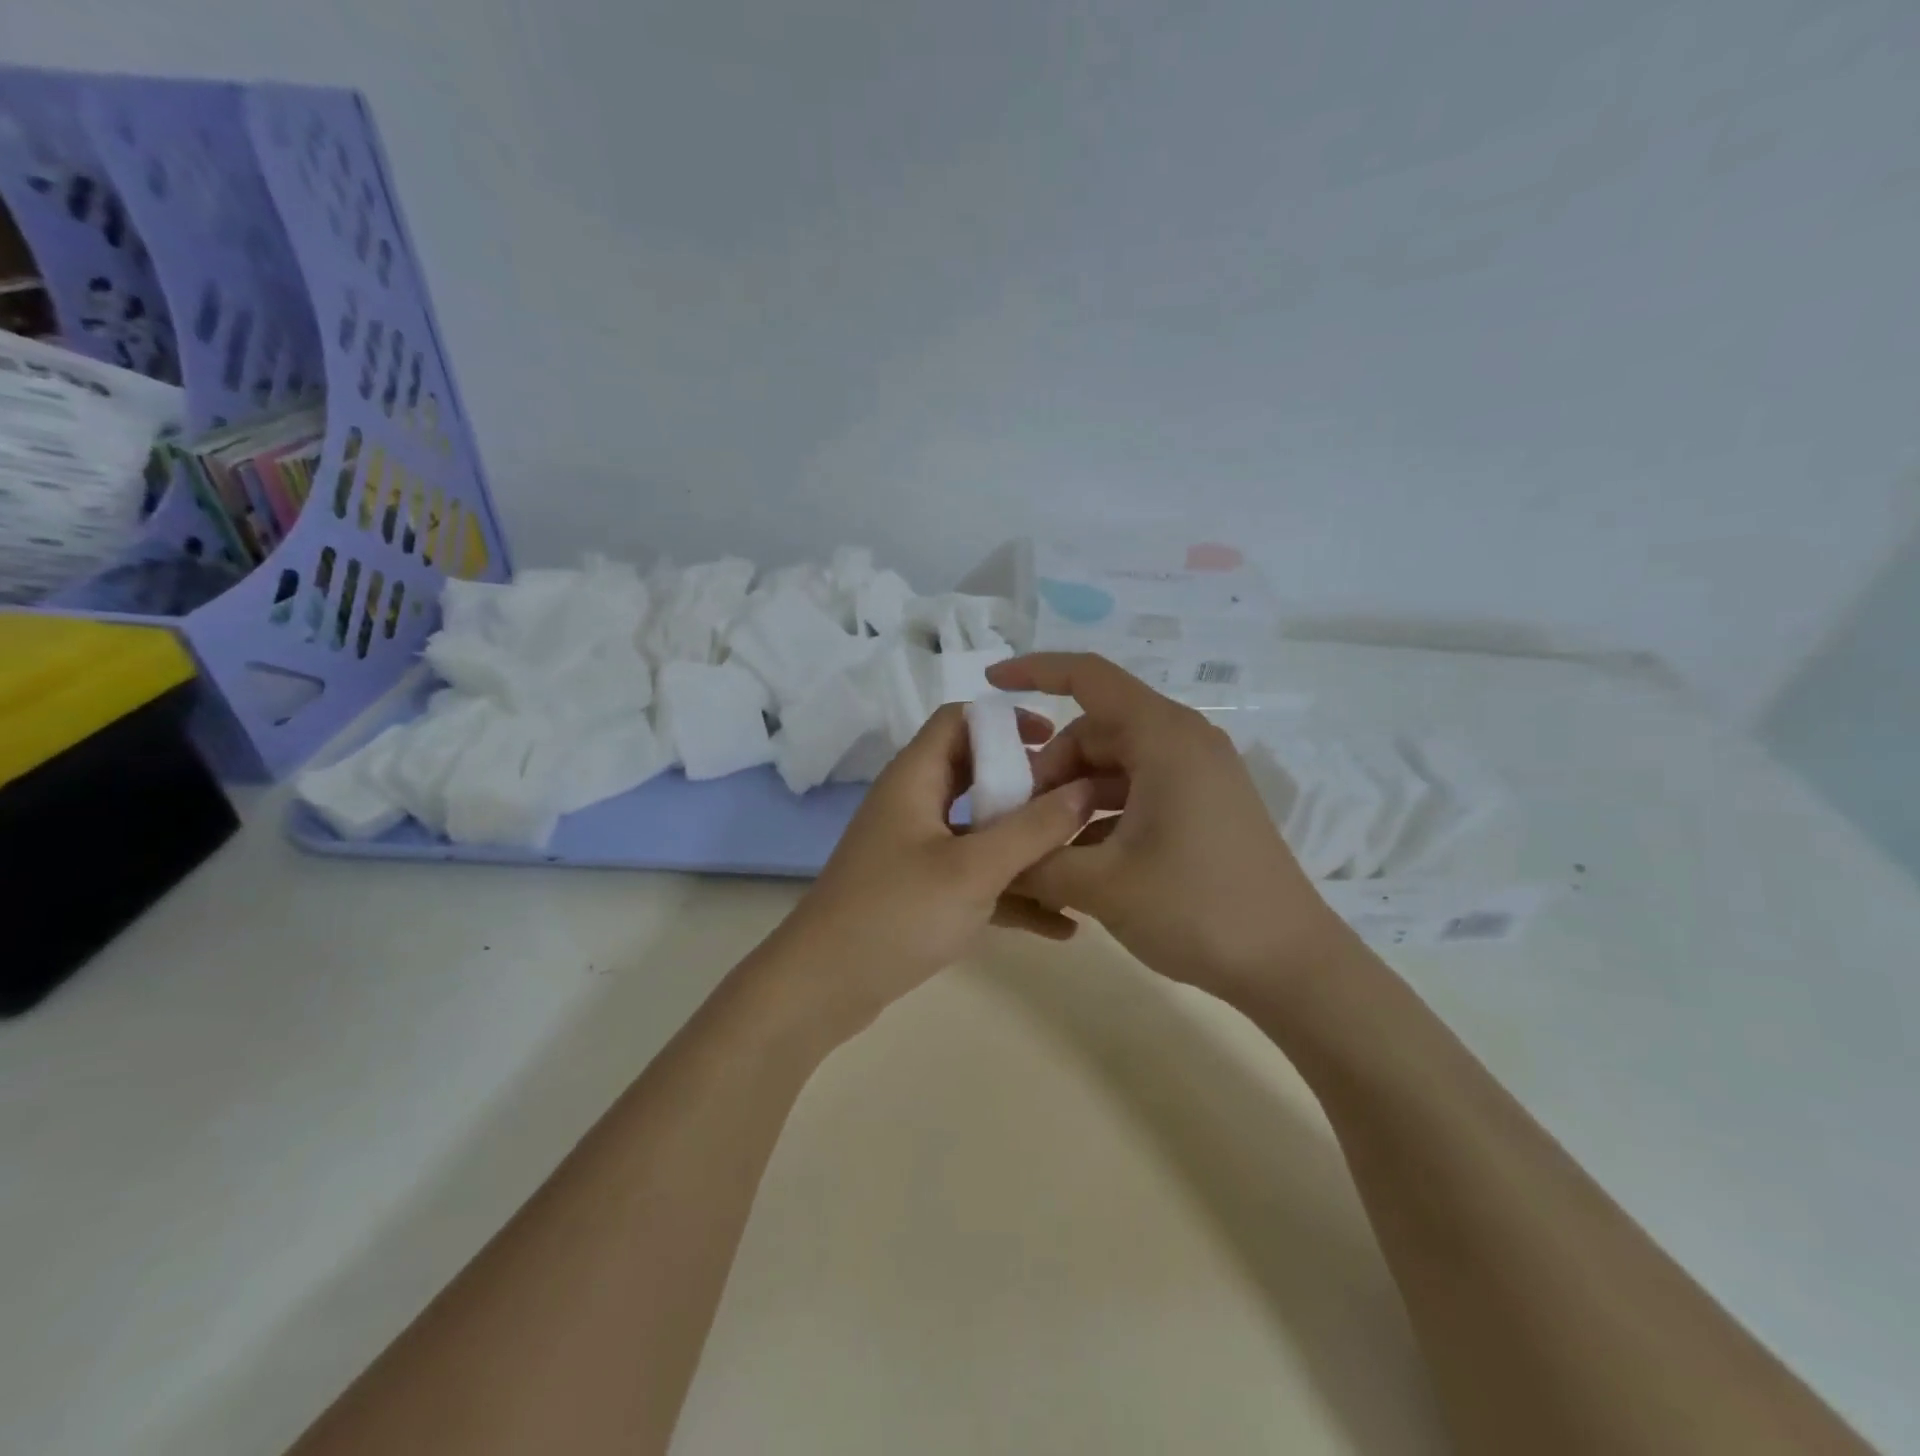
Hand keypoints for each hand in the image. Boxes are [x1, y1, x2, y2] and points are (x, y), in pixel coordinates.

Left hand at [765, 703, 1099, 1039]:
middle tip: (1080, 803)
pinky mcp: (923, 891)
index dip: (1008, 721)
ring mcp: (918, 850)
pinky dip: (1013, 893)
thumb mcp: (973, 868)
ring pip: (983, 831)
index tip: (1057, 741)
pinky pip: (977, 877)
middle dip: (1030, 786)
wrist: (823, 988)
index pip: (960, 720)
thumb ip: (1033, 828)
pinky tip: (1061, 926)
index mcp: (915, 777)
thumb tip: (1086, 789)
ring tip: (1084, 861)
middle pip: (979, 774)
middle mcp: (916, 804)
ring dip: (1028, 845)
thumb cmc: (896, 913)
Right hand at [986, 653, 1345, 1003]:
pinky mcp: (1205, 805)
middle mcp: (1183, 741)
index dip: (1033, 671)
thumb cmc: (1196, 909)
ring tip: (1044, 845)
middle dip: (1049, 768)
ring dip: (1072, 796)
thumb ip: (1034, 861)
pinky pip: (1138, 790)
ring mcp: (1198, 774)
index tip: (989, 684)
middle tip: (1018, 820)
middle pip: (1095, 730)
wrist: (1291, 965)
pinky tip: (1081, 860)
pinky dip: (1103, 813)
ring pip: (1114, 764)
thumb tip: (990, 855)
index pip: (1088, 676)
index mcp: (1163, 737)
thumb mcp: (1101, 885)